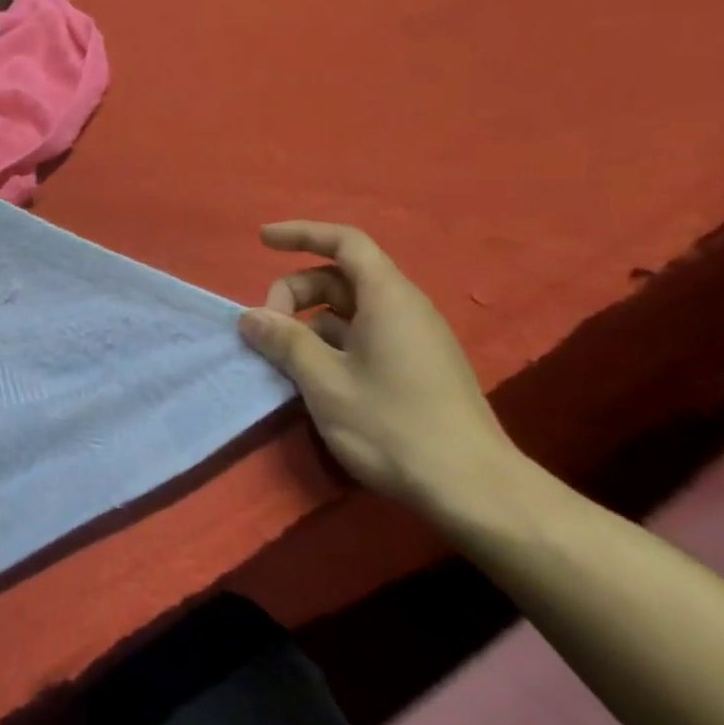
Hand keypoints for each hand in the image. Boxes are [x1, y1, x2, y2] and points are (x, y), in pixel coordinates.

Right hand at [237, 220, 526, 519]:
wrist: (474, 490)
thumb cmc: (393, 425)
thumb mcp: (324, 382)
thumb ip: (285, 341)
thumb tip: (250, 316)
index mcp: (387, 297)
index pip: (344, 242)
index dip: (301, 234)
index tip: (262, 241)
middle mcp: (405, 308)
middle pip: (341, 277)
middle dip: (296, 292)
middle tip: (266, 330)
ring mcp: (415, 339)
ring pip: (351, 310)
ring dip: (310, 322)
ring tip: (283, 356)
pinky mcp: (418, 368)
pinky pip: (365, 335)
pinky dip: (331, 342)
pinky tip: (314, 376)